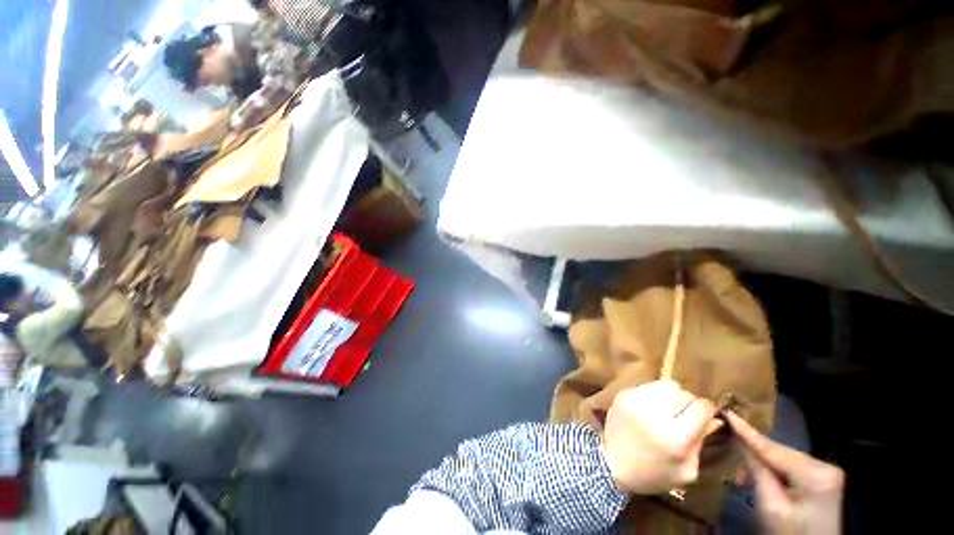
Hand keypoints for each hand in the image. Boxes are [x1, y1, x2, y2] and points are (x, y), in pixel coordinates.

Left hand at [602, 379, 716, 494]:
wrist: (612, 463)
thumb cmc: (653, 474)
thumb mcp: (687, 471)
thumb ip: (701, 442)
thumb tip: (714, 418)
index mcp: (676, 437)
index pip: (701, 407)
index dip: (707, 410)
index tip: (705, 417)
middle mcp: (655, 413)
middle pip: (684, 393)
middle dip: (689, 403)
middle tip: (684, 416)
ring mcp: (636, 399)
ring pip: (666, 384)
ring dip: (672, 395)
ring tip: (667, 409)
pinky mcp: (623, 393)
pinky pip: (648, 386)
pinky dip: (654, 394)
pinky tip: (651, 408)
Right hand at [726, 411, 843, 534]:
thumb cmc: (791, 533)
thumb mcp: (771, 507)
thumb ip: (758, 473)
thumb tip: (741, 442)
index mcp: (815, 474)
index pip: (773, 449)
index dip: (748, 432)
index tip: (728, 413)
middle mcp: (825, 466)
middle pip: (781, 452)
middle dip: (756, 453)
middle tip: (730, 452)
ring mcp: (827, 471)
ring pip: (785, 457)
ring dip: (764, 463)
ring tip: (744, 475)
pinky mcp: (824, 478)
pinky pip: (792, 465)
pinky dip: (775, 469)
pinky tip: (764, 477)